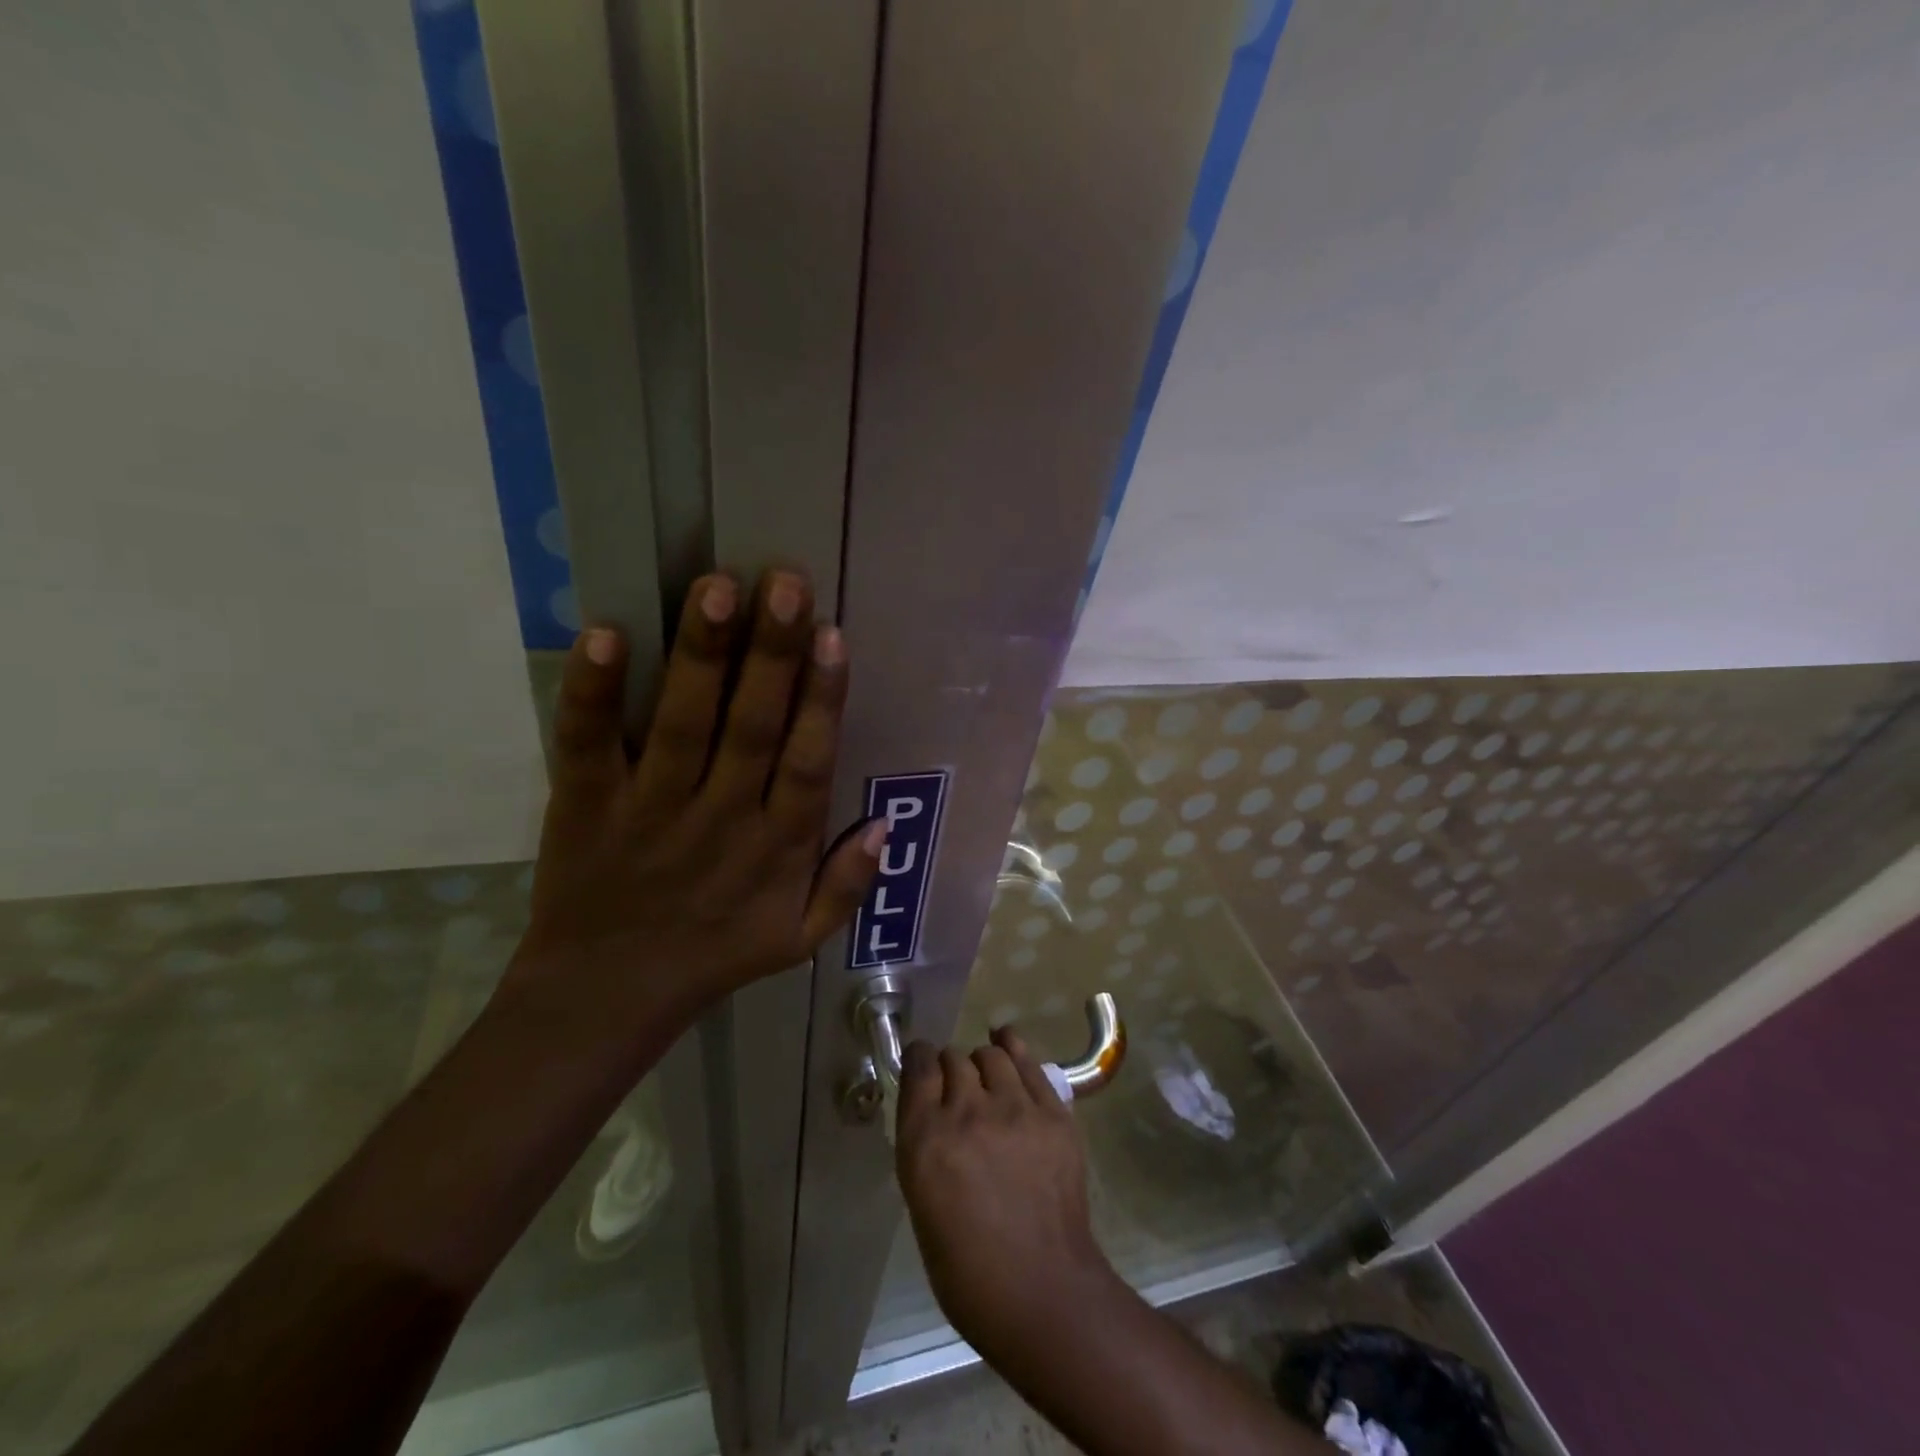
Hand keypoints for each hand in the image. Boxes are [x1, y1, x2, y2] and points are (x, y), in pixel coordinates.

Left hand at [504, 568, 884, 1037]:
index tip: (832, 637)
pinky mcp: (585, 804)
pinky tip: (605, 635)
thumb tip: (884, 825)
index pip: (807, 763)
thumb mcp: (799, 940)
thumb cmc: (713, 957)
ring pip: (681, 722)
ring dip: (701, 655)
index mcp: (776, 848)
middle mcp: (720, 818)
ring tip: (716, 588)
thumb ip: (847, 886)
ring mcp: (649, 808)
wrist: (605, 998)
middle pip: (752, 727)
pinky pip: (588, 743)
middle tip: (784, 583)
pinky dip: (593, 692)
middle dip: (771, 654)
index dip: (822, 700)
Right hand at [895, 1027, 1116, 1357]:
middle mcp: (967, 1112)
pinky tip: (1009, 1047)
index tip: (922, 1066)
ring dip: (982, 1064)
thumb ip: (925, 1145)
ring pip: (991, 1056)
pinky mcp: (1053, 1113)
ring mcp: (1015, 1109)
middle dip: (950, 1069)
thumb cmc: (967, 1269)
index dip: (919, 1060)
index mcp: (925, 1140)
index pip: (917, 1067)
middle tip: (957, 1090)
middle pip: (953, 1058)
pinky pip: (1029, 1063)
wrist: (1042, 1291)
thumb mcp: (922, 1203)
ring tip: (987, 1079)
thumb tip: (933, 1113)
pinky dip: (1014, 1050)